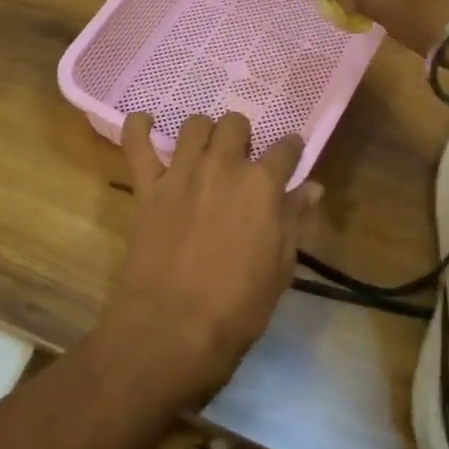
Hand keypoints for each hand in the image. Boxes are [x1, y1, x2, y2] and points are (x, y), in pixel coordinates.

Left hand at [102, 112, 321, 406]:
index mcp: (262, 185)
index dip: (291, 149)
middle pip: (236, 124)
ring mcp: (182, 173)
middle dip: (243, 136)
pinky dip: (138, 127)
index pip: (286, 149)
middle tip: (241, 159)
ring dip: (204, 133)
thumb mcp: (281, 267)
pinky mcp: (147, 186)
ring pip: (195, 125)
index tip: (290, 155)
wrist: (173, 326)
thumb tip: (312, 188)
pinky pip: (136, 143)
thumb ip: (294, 219)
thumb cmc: (238, 306)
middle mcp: (223, 166)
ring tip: (204, 150)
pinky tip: (145, 123)